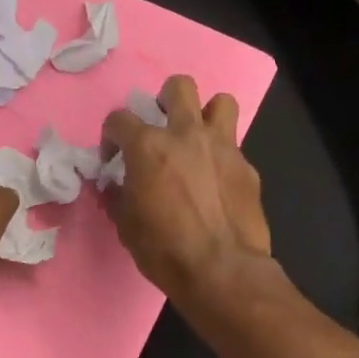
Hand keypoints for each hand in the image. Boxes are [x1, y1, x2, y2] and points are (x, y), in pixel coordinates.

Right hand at [102, 75, 272, 311]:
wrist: (221, 271)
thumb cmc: (163, 249)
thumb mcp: (126, 225)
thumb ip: (118, 195)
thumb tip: (115, 186)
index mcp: (148, 146)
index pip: (119, 119)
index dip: (111, 136)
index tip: (113, 158)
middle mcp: (186, 134)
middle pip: (179, 87)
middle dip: (166, 99)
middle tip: (162, 127)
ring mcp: (222, 147)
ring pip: (221, 102)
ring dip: (207, 114)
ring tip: (198, 139)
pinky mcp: (247, 167)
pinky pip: (234, 147)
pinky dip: (222, 157)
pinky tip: (217, 182)